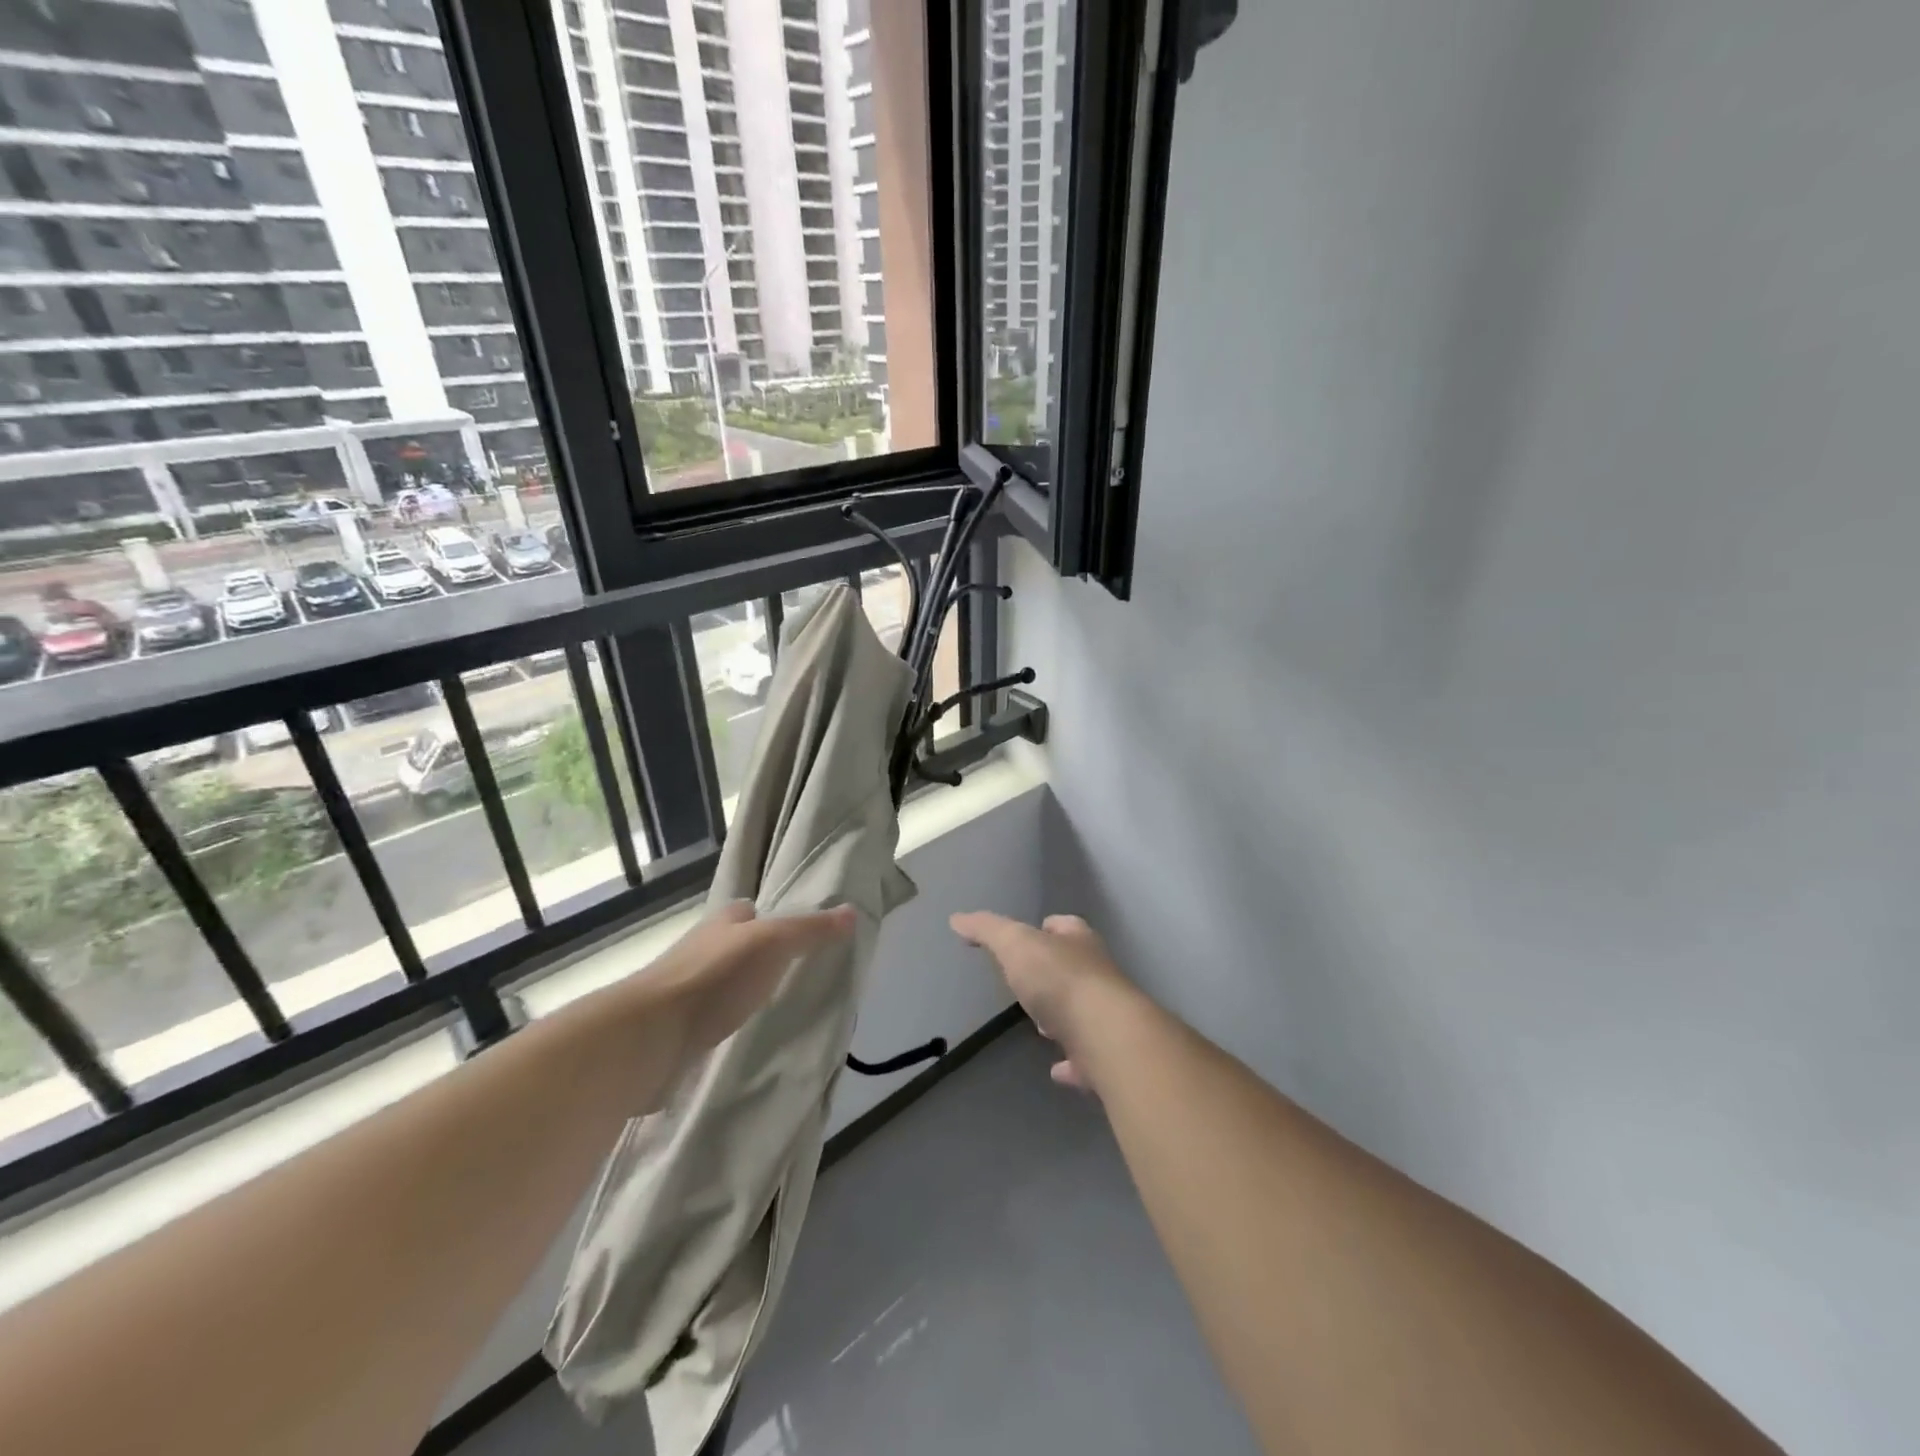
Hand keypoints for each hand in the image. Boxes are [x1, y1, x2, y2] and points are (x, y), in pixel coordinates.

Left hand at [640, 900, 857, 1068]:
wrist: (651, 1035)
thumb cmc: (715, 977)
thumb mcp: (773, 943)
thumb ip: (810, 930)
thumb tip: (853, 912)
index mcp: (722, 923)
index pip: (750, 911)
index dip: (773, 917)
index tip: (801, 935)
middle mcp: (702, 949)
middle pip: (736, 946)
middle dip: (759, 956)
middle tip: (797, 974)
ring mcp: (687, 990)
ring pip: (723, 982)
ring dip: (743, 991)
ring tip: (778, 1006)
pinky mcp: (679, 1028)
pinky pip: (712, 1018)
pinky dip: (728, 1022)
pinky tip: (746, 1035)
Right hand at [949, 911, 1136, 1090]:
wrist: (1106, 1036)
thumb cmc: (1059, 979)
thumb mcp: (1015, 944)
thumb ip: (987, 930)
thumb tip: (957, 918)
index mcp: (1078, 942)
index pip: (1064, 925)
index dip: (1046, 928)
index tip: (1030, 935)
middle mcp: (1098, 974)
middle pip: (1074, 968)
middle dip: (1053, 975)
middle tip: (1028, 985)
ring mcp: (1105, 1016)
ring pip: (1081, 1011)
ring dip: (1063, 1016)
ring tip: (1040, 1026)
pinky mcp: (1106, 1054)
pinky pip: (1085, 1057)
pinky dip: (1072, 1063)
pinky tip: (1057, 1070)